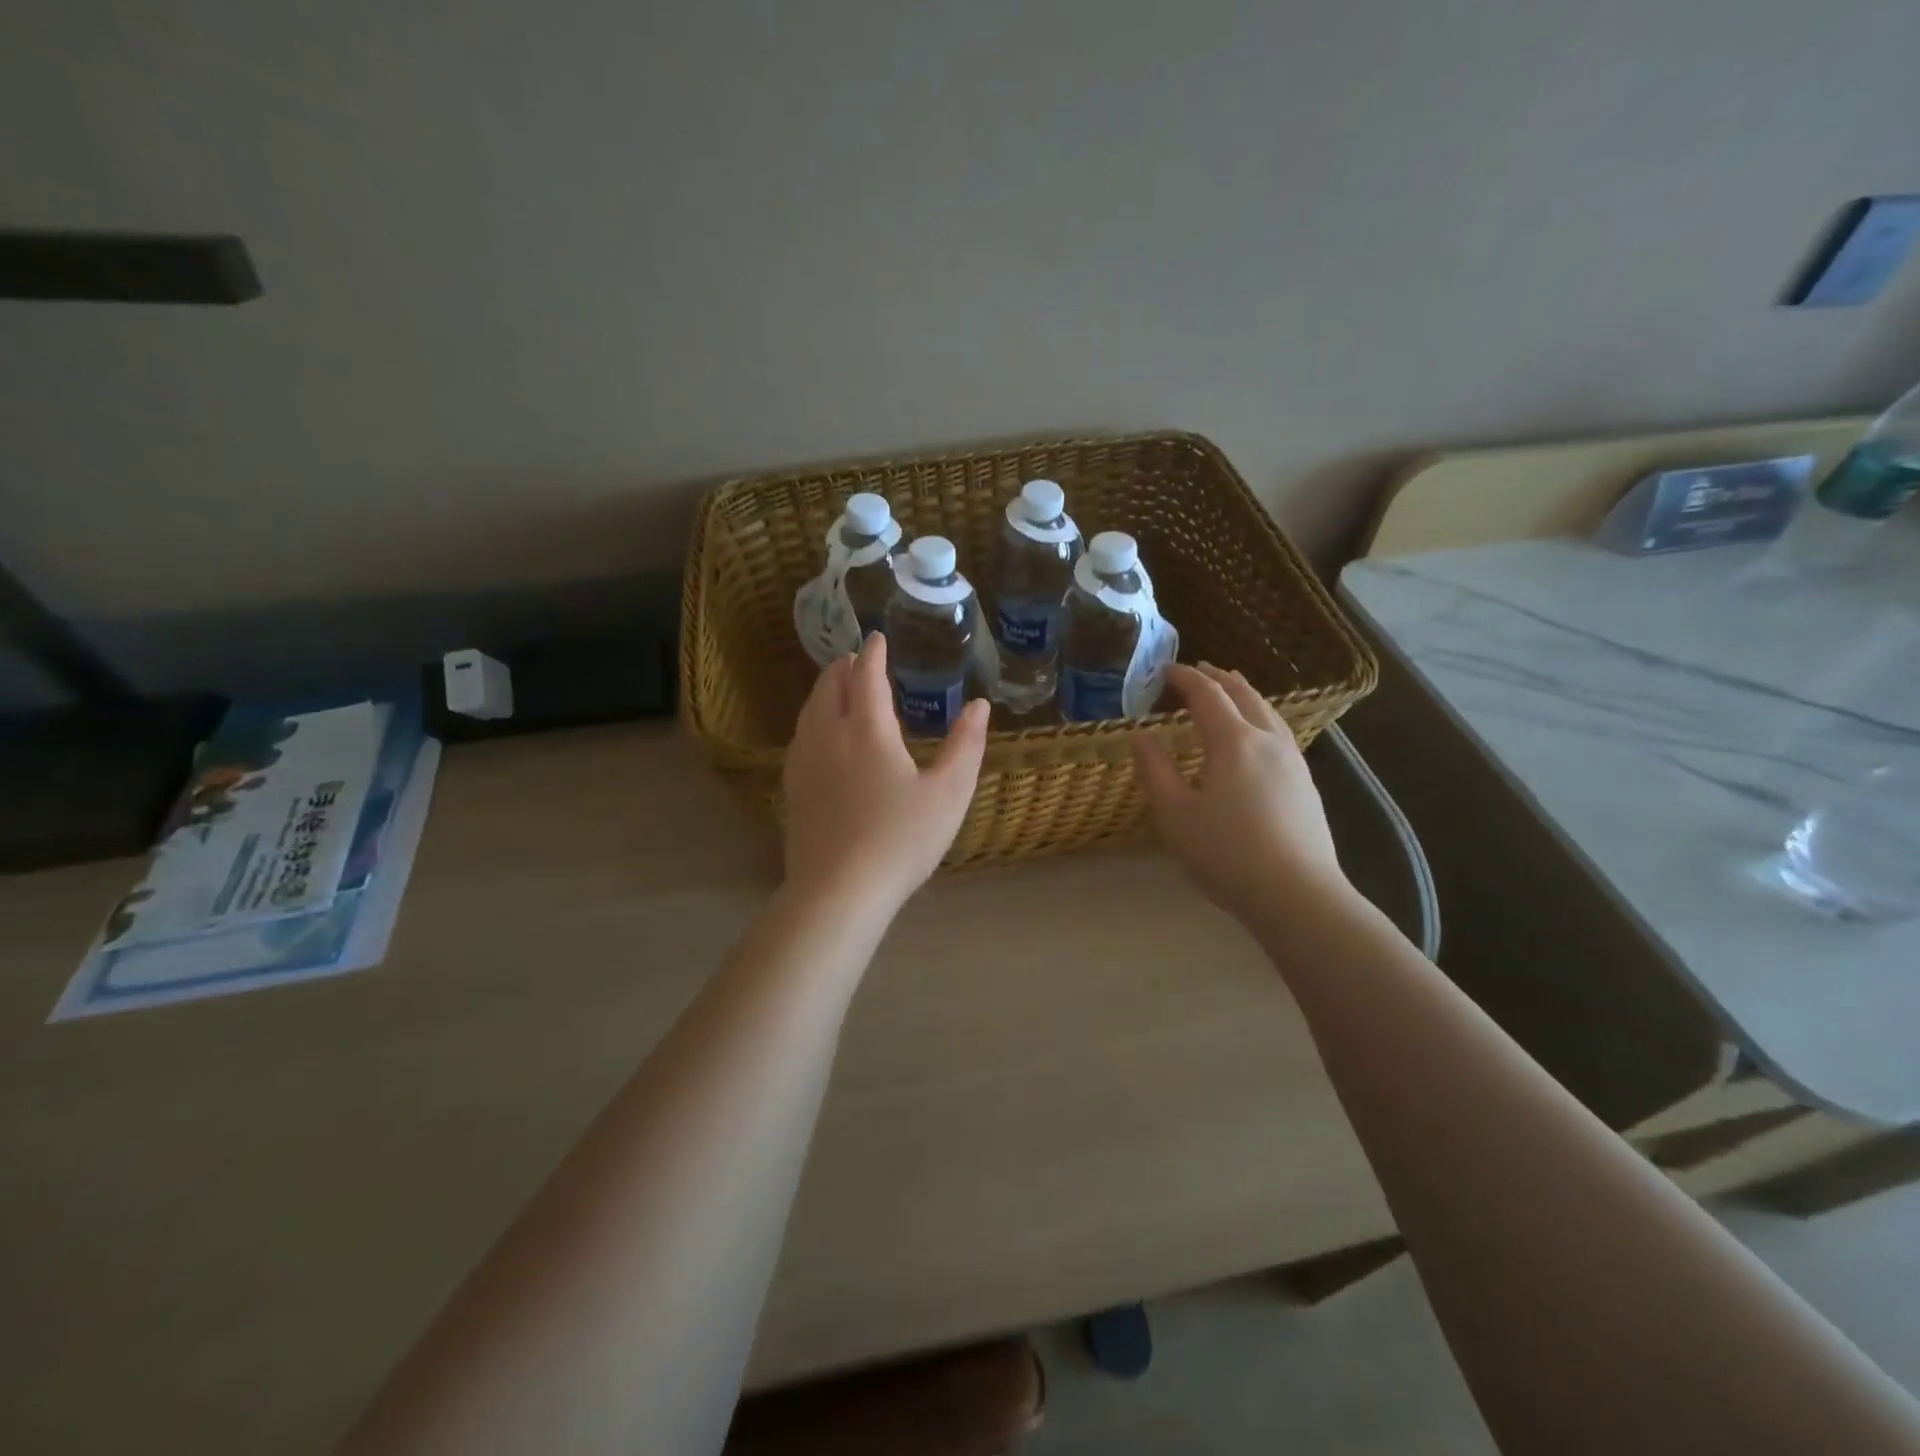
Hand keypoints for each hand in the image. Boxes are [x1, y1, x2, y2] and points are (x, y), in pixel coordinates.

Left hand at [782, 633, 988, 916]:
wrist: (838, 890)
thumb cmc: (901, 840)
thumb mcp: (949, 794)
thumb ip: (966, 746)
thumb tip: (980, 706)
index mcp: (867, 730)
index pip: (867, 676)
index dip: (873, 654)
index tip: (877, 638)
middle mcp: (829, 735)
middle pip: (830, 686)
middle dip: (844, 667)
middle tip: (857, 659)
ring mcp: (804, 762)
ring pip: (810, 711)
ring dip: (825, 690)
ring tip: (839, 687)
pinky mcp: (793, 788)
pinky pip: (800, 736)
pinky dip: (813, 719)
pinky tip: (820, 736)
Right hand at [1133, 663, 1353, 926]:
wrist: (1297, 894)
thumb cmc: (1226, 853)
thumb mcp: (1174, 814)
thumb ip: (1154, 770)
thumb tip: (1143, 736)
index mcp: (1233, 741)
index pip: (1207, 694)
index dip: (1184, 678)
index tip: (1164, 671)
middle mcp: (1267, 740)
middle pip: (1244, 694)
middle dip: (1217, 678)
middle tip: (1197, 672)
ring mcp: (1293, 761)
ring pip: (1268, 711)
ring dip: (1243, 694)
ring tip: (1229, 692)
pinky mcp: (1306, 784)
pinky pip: (1280, 732)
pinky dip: (1260, 717)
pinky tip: (1256, 737)